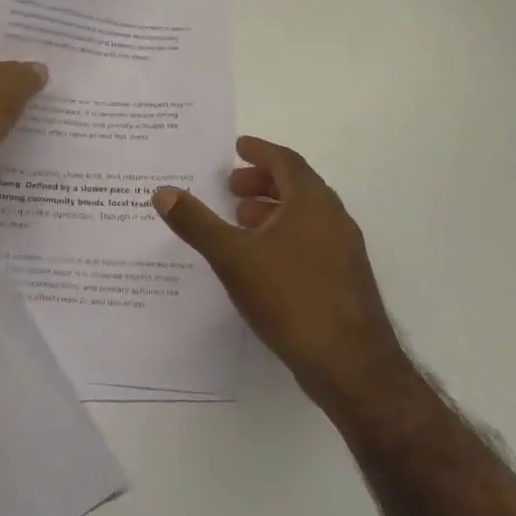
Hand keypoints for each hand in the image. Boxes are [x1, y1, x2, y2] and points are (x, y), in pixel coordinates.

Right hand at [152, 137, 410, 413]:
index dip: (260, 151)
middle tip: (230, 187)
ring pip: (305, 216)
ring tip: (240, 222)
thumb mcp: (233, 257)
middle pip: (297, 186)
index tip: (237, 147)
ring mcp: (344, 252)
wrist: (352, 368)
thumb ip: (196, 223)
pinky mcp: (345, 281)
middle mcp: (334, 219)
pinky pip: (311, 241)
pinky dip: (284, 235)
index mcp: (312, 203)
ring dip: (272, 210)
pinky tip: (261, 261)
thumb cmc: (291, 298)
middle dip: (262, 181)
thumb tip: (162, 191)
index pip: (286, 161)